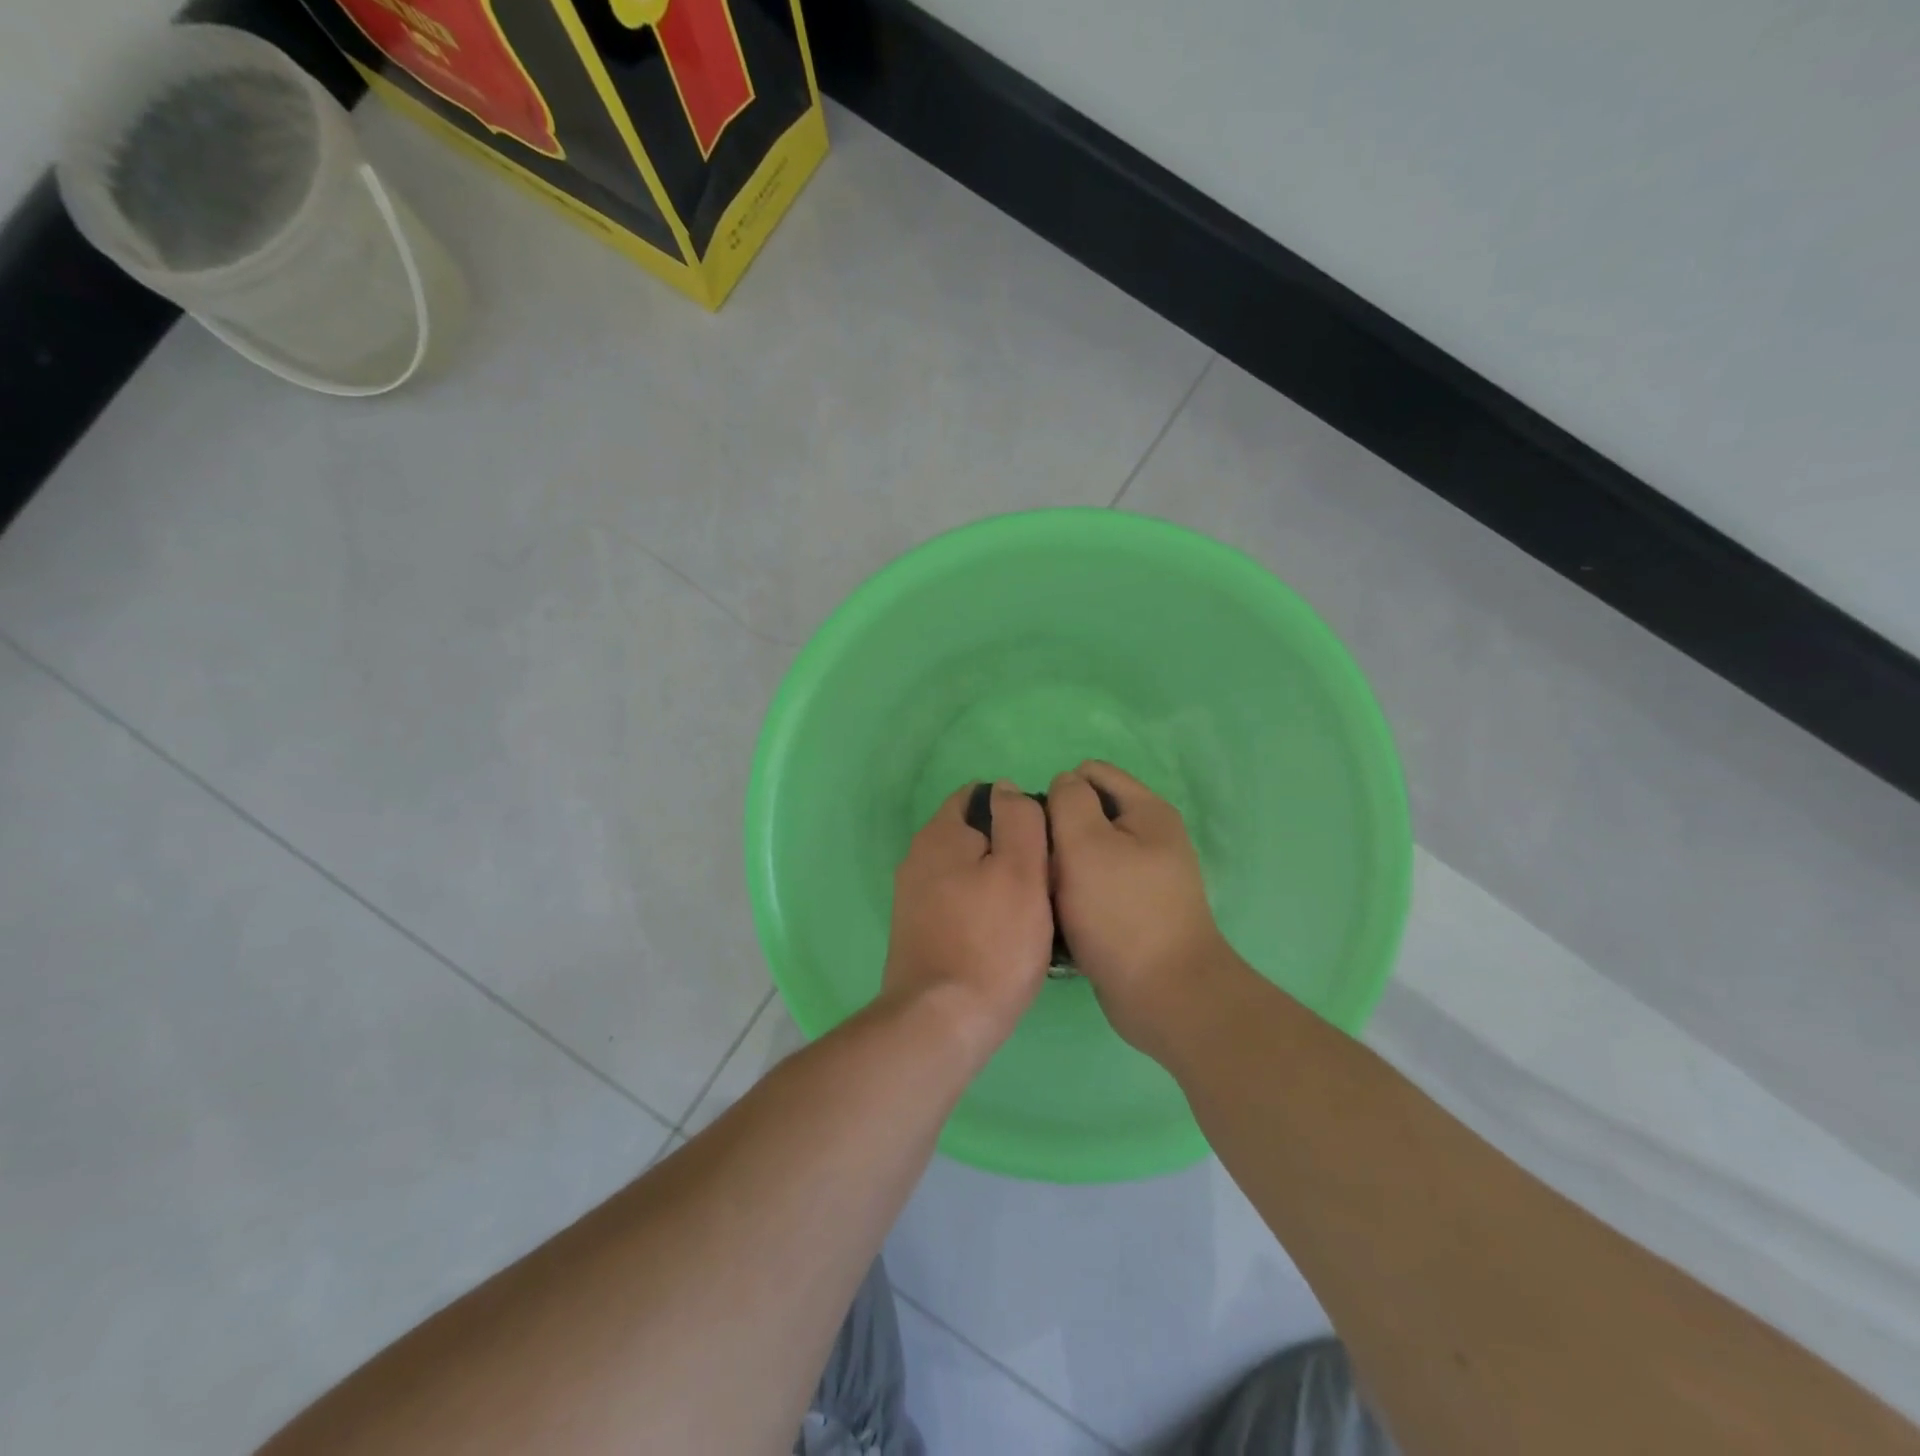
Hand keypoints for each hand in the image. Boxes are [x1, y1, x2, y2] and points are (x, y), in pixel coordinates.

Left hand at [882, 781, 1054, 1063]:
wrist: (940, 1023)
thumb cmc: (991, 943)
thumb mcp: (1021, 871)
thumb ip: (1018, 820)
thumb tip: (1006, 789)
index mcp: (940, 834)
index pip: (979, 795)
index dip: (1016, 809)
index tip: (1045, 841)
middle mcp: (918, 858)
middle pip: (974, 835)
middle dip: (1009, 849)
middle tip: (1046, 880)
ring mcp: (913, 897)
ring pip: (967, 872)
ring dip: (998, 882)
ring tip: (1033, 912)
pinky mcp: (918, 931)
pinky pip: (958, 904)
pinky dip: (982, 910)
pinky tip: (1004, 936)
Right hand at [1047, 762, 1236, 1056]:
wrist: (1165, 996)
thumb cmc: (1121, 913)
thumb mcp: (1086, 844)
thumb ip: (1069, 801)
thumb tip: (1064, 784)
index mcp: (1147, 811)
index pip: (1091, 773)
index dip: (1058, 791)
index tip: (1038, 828)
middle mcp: (1151, 838)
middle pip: (1088, 815)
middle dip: (1058, 834)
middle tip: (1041, 867)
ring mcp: (1145, 877)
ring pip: (1087, 855)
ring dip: (1062, 869)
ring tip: (1046, 894)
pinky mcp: (1135, 912)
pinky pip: (1094, 888)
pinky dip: (1074, 897)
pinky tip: (1059, 916)